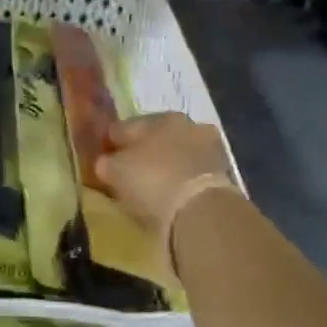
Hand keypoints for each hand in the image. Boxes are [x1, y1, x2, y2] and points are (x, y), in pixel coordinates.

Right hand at [97, 113, 235, 239]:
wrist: (200, 209)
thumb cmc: (151, 181)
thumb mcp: (115, 171)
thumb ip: (106, 162)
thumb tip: (105, 162)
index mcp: (158, 117)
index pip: (124, 127)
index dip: (110, 142)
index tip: (103, 158)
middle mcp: (186, 124)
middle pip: (155, 137)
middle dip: (142, 150)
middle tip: (129, 170)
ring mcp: (208, 146)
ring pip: (177, 153)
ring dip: (166, 164)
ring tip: (152, 184)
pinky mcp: (223, 171)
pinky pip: (192, 172)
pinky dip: (182, 179)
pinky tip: (172, 192)